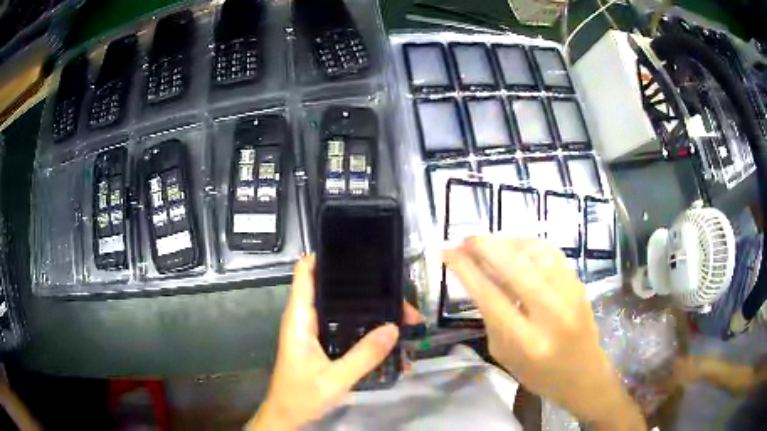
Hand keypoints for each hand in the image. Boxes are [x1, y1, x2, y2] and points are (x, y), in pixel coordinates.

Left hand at [248, 255, 421, 429]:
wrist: (287, 415)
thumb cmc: (302, 395)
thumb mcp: (335, 379)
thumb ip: (364, 355)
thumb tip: (393, 328)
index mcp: (299, 318)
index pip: (305, 273)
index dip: (325, 256)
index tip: (354, 250)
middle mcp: (303, 318)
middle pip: (329, 287)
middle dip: (359, 285)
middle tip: (391, 288)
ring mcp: (310, 329)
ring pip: (336, 305)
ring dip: (363, 305)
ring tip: (393, 307)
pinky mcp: (317, 341)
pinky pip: (339, 322)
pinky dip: (358, 321)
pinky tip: (379, 328)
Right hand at [443, 237, 644, 430]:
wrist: (584, 374)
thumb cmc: (539, 375)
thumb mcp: (504, 355)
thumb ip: (491, 317)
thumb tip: (477, 277)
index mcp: (526, 341)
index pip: (490, 295)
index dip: (465, 269)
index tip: (447, 252)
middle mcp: (550, 314)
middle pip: (514, 265)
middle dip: (484, 246)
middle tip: (464, 240)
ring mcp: (570, 294)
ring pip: (534, 252)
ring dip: (506, 241)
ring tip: (488, 243)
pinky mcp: (579, 283)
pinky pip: (551, 253)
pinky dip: (528, 244)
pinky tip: (514, 245)